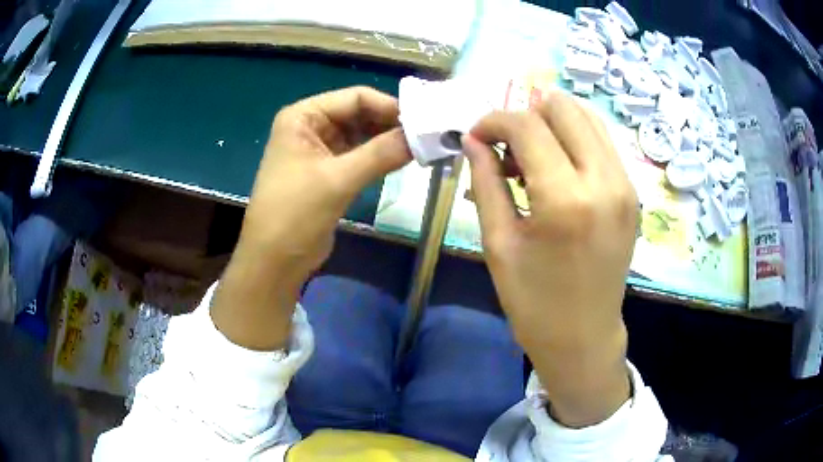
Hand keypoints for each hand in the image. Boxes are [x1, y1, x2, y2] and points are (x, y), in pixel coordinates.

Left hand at [212, 87, 410, 349]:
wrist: (275, 262)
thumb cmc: (295, 214)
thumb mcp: (337, 180)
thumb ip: (380, 153)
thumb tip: (424, 136)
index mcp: (303, 116)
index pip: (354, 97)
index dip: (389, 106)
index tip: (423, 121)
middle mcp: (310, 127)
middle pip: (359, 114)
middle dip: (390, 124)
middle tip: (427, 136)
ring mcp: (319, 150)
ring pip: (361, 135)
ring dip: (388, 141)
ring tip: (421, 148)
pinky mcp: (328, 172)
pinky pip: (359, 156)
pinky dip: (379, 157)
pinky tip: (403, 160)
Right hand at [463, 91, 636, 426]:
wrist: (584, 337)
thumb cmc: (534, 302)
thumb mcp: (499, 243)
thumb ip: (485, 182)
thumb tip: (473, 140)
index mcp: (566, 199)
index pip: (527, 125)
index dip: (494, 120)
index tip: (476, 136)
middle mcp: (604, 181)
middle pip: (563, 107)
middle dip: (526, 114)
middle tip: (506, 146)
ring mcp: (626, 184)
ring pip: (588, 117)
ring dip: (552, 123)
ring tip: (531, 157)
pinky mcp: (633, 192)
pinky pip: (602, 142)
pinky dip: (575, 139)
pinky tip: (557, 166)